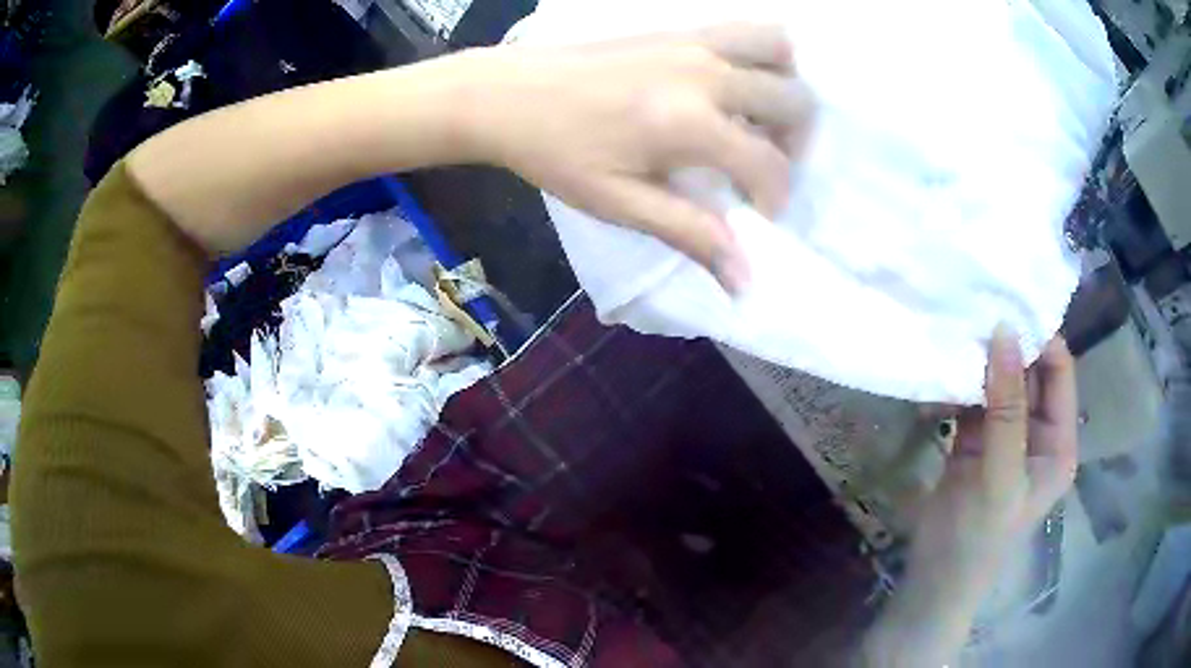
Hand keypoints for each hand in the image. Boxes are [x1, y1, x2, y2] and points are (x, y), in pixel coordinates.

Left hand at [468, 24, 813, 290]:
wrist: (506, 93)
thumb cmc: (555, 152)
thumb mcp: (620, 203)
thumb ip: (691, 233)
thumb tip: (745, 281)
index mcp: (690, 122)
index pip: (770, 164)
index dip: (774, 198)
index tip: (753, 213)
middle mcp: (707, 73)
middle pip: (794, 101)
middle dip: (793, 142)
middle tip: (760, 164)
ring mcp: (694, 41)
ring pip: (780, 48)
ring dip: (786, 84)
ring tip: (762, 115)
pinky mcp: (679, 27)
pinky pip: (745, 29)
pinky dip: (762, 53)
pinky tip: (737, 81)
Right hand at [913, 329, 1077, 598]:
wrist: (933, 582)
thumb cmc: (977, 538)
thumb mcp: (999, 476)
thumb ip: (1006, 408)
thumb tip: (1004, 331)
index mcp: (1059, 441)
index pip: (1059, 372)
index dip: (1039, 339)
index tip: (1006, 307)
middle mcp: (1038, 432)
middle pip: (1029, 372)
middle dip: (1005, 345)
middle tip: (974, 310)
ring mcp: (1006, 436)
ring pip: (999, 383)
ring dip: (979, 362)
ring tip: (955, 331)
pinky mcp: (976, 442)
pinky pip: (973, 400)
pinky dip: (958, 385)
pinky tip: (940, 370)